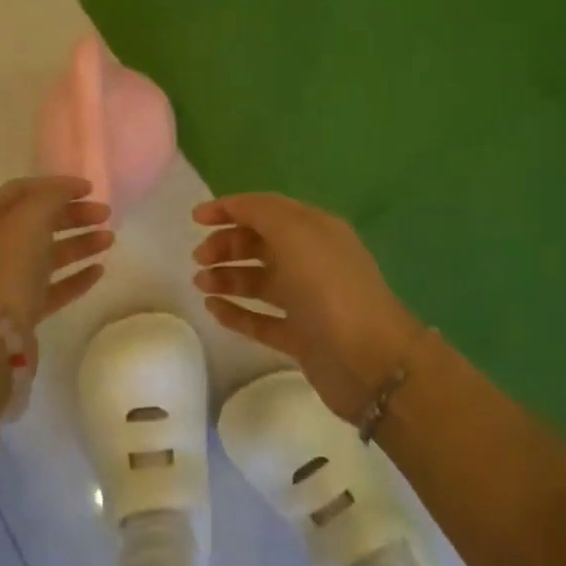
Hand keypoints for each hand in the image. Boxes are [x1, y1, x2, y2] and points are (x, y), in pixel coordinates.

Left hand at [0, 176, 113, 330]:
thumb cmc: (8, 263)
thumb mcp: (30, 217)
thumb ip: (52, 196)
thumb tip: (68, 189)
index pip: (23, 190)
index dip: (57, 185)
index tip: (90, 188)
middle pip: (39, 221)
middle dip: (74, 215)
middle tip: (105, 214)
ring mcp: (9, 279)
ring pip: (49, 254)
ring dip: (80, 243)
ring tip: (110, 239)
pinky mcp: (24, 308)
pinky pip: (54, 286)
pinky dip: (76, 276)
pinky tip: (99, 270)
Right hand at [193, 192, 426, 421]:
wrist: (369, 360)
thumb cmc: (329, 287)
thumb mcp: (295, 233)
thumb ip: (261, 212)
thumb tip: (234, 206)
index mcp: (315, 230)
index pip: (267, 209)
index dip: (231, 209)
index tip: (196, 219)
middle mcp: (312, 261)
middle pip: (261, 244)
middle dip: (227, 245)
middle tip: (199, 258)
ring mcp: (307, 301)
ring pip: (259, 282)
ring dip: (228, 277)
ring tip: (200, 283)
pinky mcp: (301, 338)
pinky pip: (261, 320)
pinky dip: (236, 313)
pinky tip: (212, 309)